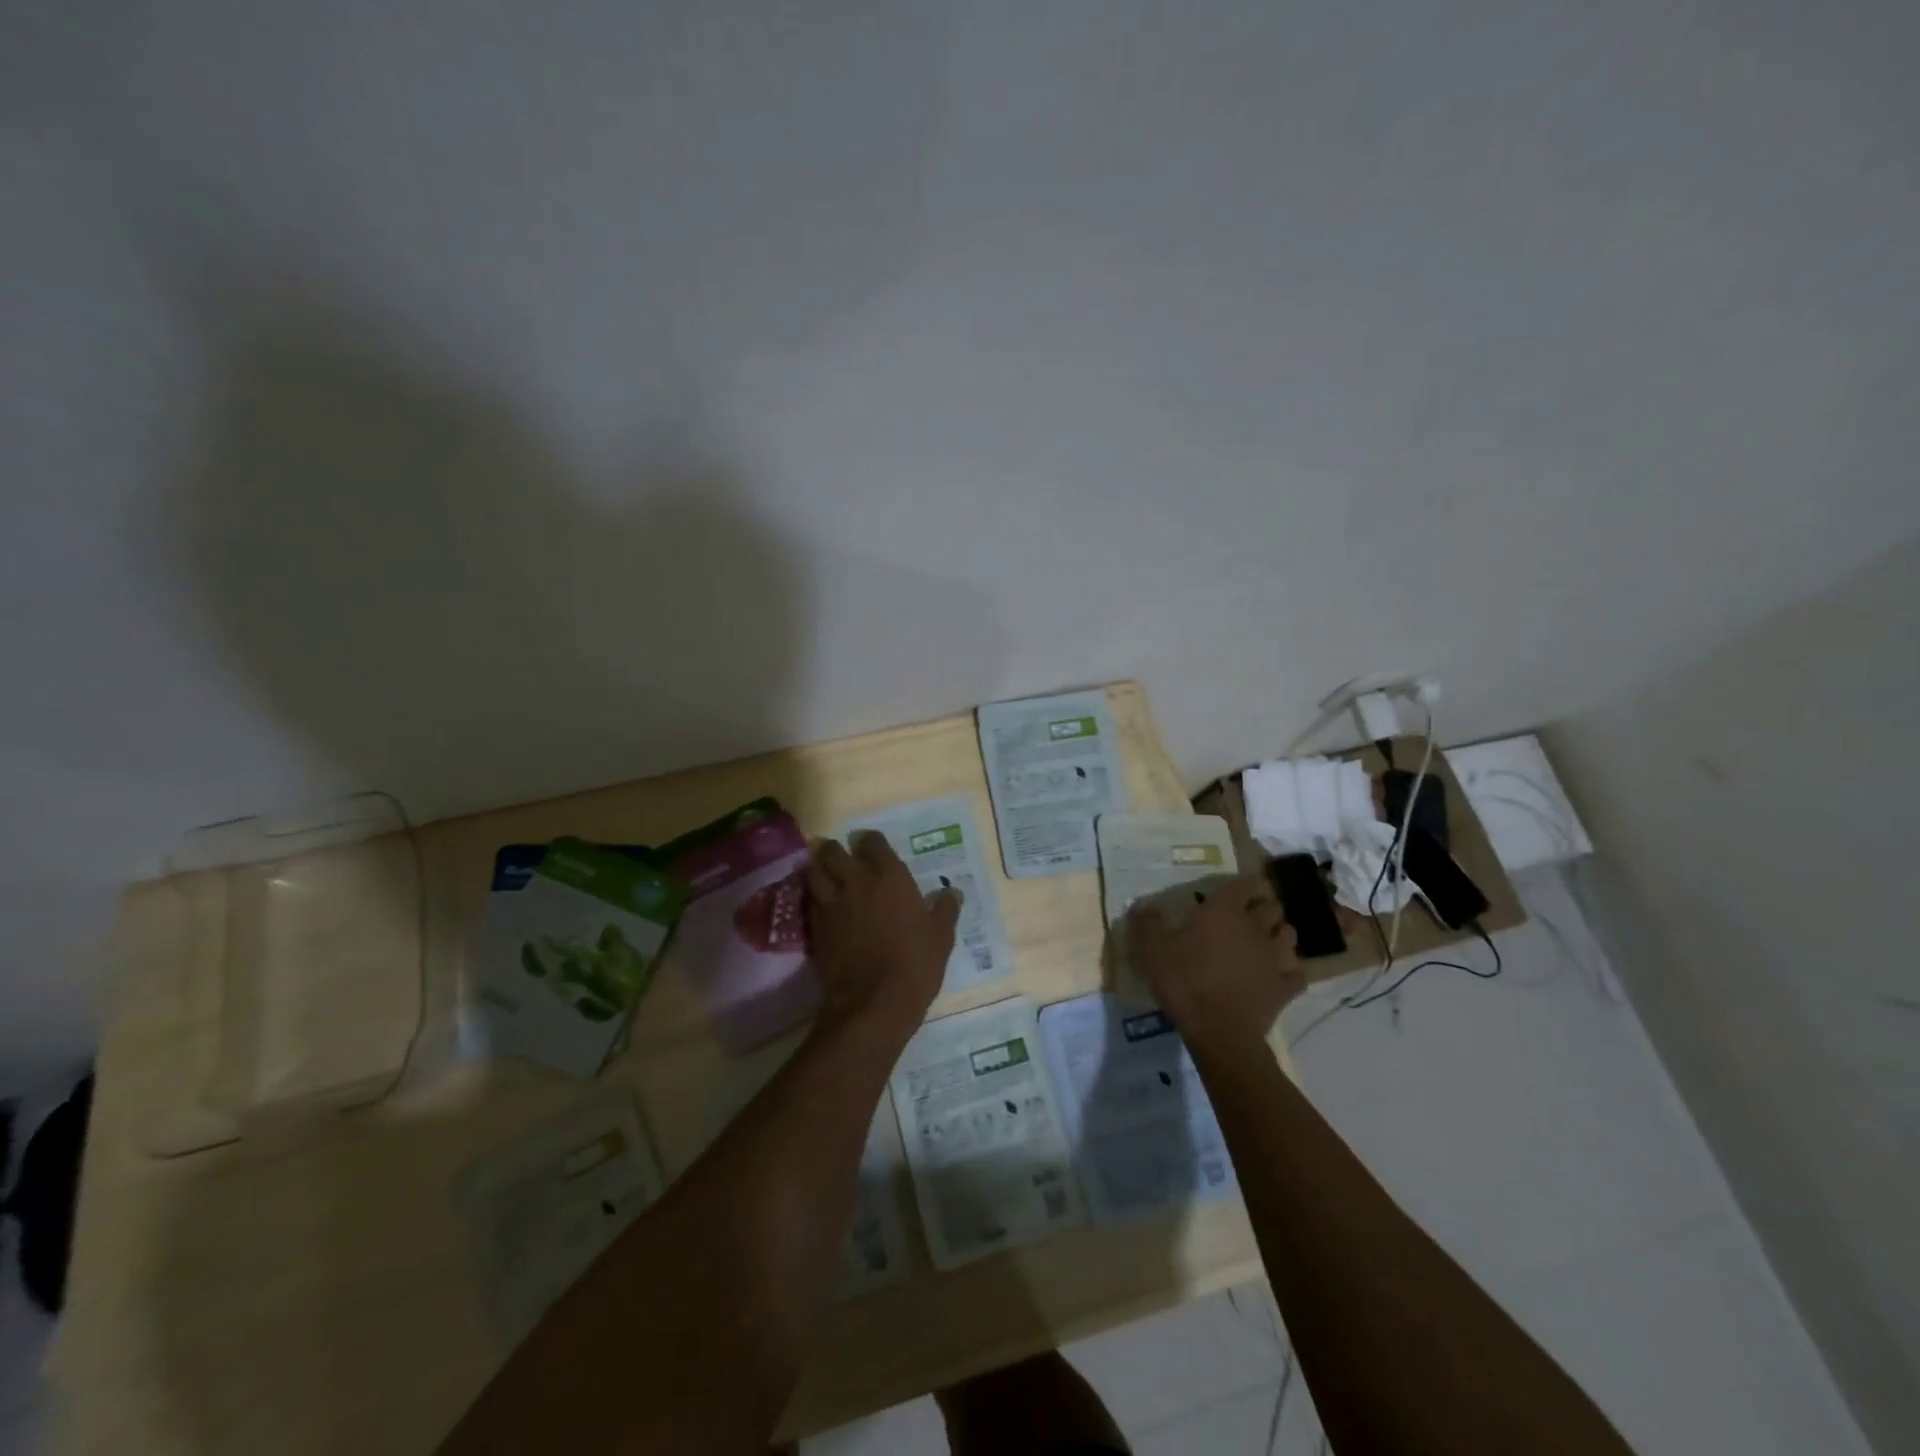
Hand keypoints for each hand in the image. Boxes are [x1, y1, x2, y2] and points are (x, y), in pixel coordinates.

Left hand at [805, 832, 959, 1041]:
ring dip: (818, 869)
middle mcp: (856, 881)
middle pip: (833, 851)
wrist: (874, 1001)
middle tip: (843, 860)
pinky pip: (808, 899)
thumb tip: (952, 892)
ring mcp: (831, 902)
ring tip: (825, 875)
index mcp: (890, 876)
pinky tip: (821, 904)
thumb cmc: (915, 964)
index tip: (873, 849)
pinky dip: (812, 896)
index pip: (873, 842)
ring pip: (813, 870)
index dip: (871, 843)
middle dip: (836, 851)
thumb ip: (945, 910)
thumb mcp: (941, 937)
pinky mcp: (815, 926)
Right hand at [1127, 873, 1304, 1061]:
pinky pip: (1297, 974)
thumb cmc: (1184, 981)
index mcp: (1225, 912)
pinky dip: (1291, 973)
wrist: (1218, 1031)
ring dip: (1280, 934)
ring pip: (1290, 935)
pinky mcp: (1284, 988)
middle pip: (1273, 907)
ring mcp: (1274, 958)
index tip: (1238, 888)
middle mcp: (1255, 928)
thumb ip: (1148, 924)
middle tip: (1249, 915)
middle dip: (1265, 907)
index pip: (1245, 884)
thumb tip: (1142, 906)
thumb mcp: (1153, 950)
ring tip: (1266, 942)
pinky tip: (1279, 977)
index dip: (1245, 883)